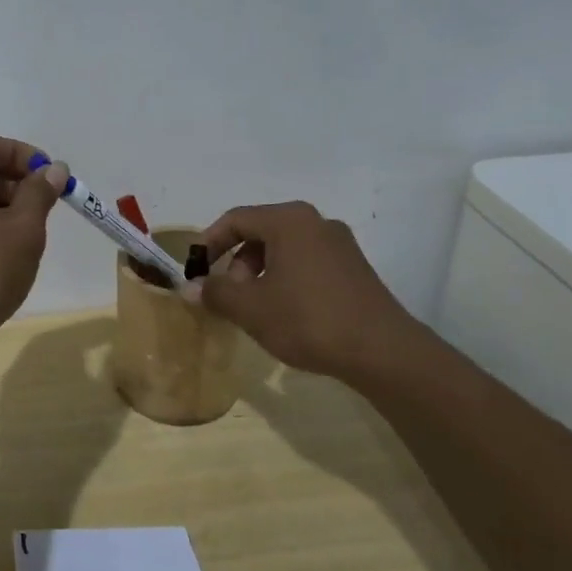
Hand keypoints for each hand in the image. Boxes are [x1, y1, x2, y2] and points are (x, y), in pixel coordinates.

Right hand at [193, 201, 431, 387]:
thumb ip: (216, 293)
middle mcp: (315, 222)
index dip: (209, 243)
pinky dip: (286, 279)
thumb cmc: (308, 319)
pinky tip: (287, 313)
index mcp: (288, 220)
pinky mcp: (354, 267)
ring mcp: (339, 244)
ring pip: (285, 249)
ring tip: (256, 309)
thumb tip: (189, 288)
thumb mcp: (251, 308)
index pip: (235, 219)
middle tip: (229, 295)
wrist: (382, 351)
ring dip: (260, 273)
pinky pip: (307, 262)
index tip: (196, 271)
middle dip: (236, 262)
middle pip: (261, 232)